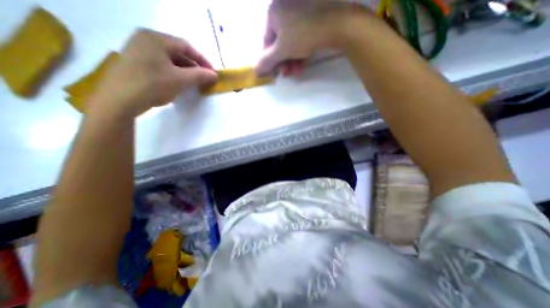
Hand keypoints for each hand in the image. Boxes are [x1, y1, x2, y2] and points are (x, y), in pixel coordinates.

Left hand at [91, 27, 219, 116]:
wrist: (119, 101)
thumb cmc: (152, 85)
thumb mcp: (180, 80)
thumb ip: (200, 76)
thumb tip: (215, 75)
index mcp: (156, 38)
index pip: (186, 46)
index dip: (203, 59)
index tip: (212, 72)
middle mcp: (145, 40)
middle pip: (177, 52)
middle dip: (193, 67)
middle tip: (203, 79)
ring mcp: (138, 50)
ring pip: (169, 60)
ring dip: (184, 71)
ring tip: (193, 83)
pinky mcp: (135, 62)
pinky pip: (160, 65)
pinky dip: (173, 73)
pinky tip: (178, 84)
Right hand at [256, 1, 371, 74]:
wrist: (335, 24)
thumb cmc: (303, 36)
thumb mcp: (281, 51)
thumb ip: (266, 61)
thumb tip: (254, 70)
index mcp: (273, 12)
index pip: (266, 41)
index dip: (270, 59)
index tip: (275, 71)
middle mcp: (284, 8)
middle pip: (279, 43)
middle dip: (283, 61)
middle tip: (287, 74)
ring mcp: (299, 11)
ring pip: (290, 42)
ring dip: (292, 59)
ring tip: (296, 71)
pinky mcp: (311, 17)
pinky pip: (300, 37)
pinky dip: (300, 51)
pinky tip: (303, 63)